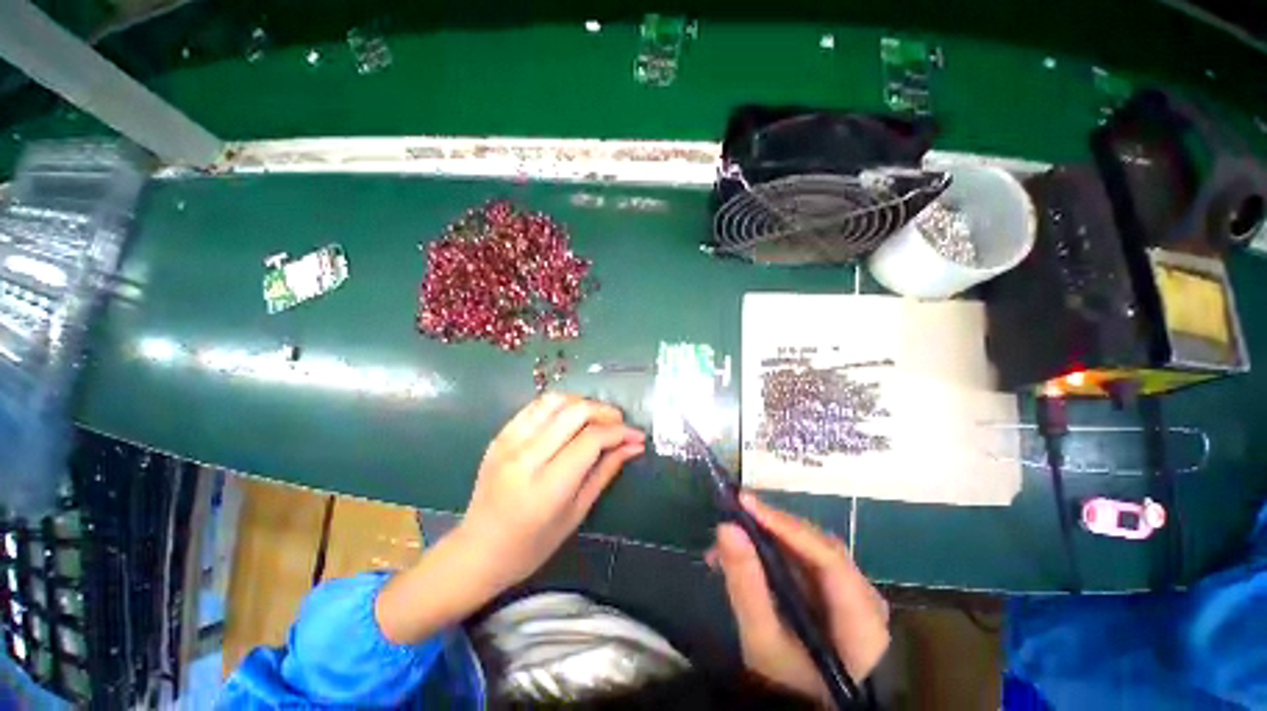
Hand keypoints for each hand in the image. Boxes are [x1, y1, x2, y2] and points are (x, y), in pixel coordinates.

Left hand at [456, 393, 644, 592]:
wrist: (478, 549)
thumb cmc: (533, 544)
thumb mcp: (577, 512)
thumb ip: (606, 471)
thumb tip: (634, 445)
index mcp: (547, 485)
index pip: (591, 439)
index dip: (619, 432)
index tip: (636, 435)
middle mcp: (526, 457)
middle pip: (575, 412)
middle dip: (605, 412)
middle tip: (619, 424)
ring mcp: (509, 442)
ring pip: (556, 400)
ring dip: (583, 403)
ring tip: (596, 419)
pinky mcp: (500, 435)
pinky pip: (536, 406)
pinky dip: (560, 405)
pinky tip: (570, 419)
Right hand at [712, 494, 889, 704]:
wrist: (809, 706)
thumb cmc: (790, 684)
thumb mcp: (762, 641)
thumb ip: (746, 585)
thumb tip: (726, 527)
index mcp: (862, 618)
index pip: (827, 556)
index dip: (785, 525)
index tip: (743, 502)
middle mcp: (866, 595)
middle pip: (818, 545)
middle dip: (772, 527)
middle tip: (730, 517)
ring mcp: (853, 591)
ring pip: (809, 547)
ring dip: (769, 537)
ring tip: (730, 537)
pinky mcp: (836, 590)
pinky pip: (805, 559)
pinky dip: (774, 551)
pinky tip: (748, 553)